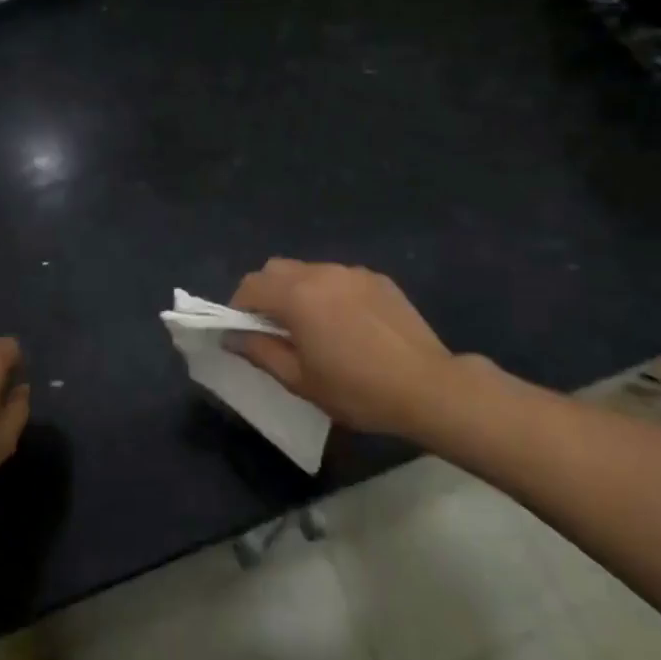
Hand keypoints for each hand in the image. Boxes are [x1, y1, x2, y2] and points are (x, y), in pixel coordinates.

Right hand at [229, 259, 487, 442]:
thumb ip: (260, 352)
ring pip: (309, 271)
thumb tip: (232, 336)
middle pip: (276, 269)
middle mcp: (322, 273)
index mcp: (297, 296)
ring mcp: (353, 272)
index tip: (244, 334)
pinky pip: (339, 278)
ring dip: (298, 292)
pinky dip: (330, 293)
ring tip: (314, 328)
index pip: (250, 285)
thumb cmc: (356, 390)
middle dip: (265, 294)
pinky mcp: (378, 279)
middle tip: (274, 329)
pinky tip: (348, 325)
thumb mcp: (300, 380)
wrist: (428, 387)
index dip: (238, 308)